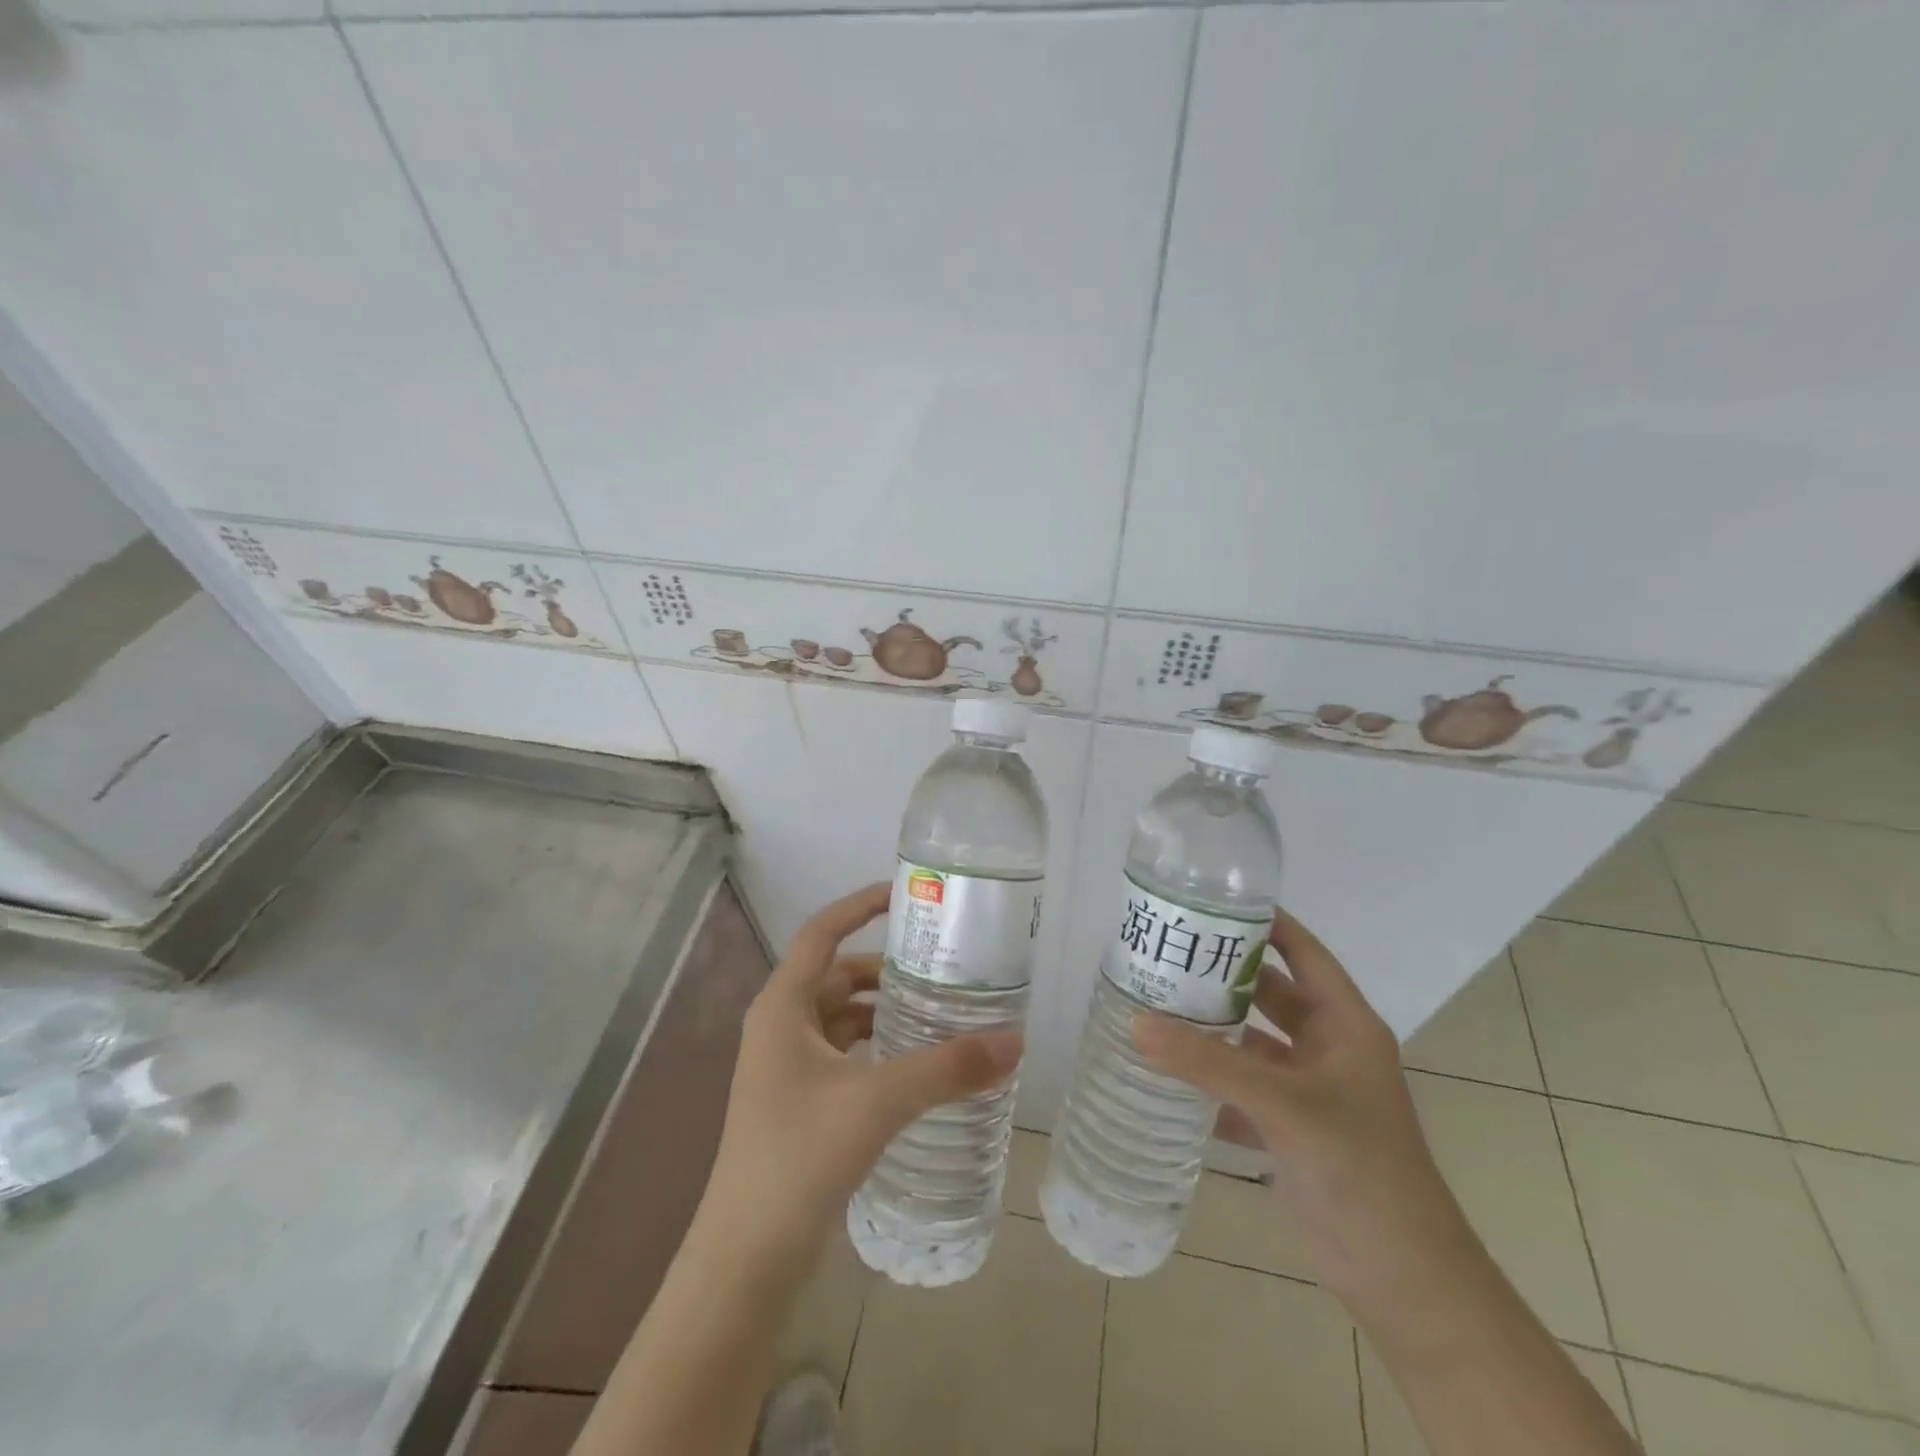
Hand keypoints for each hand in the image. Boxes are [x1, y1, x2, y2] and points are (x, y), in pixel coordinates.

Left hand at [694, 882, 1022, 1280]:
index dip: (859, 905)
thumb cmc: (799, 1158)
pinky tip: (915, 1063)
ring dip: (884, 1010)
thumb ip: (947, 1069)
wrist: (745, 1260)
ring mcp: (786, 1067)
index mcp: (782, 1007)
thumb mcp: (878, 1102)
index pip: (821, 932)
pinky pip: (843, 1053)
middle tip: (941, 965)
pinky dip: (877, 1047)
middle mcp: (780, 1027)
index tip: (906, 894)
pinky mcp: (799, 1102)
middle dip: (886, 968)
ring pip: (842, 1017)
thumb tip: (1015, 1041)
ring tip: (939, 1010)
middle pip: (837, 975)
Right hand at [1134, 910, 1479, 1322]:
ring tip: (1153, 1004)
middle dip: (1221, 975)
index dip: (1265, 923)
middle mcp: (1326, 1049)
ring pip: (1250, 1044)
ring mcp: (1306, 1091)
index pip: (1303, 953)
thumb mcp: (1285, 1107)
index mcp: (1344, 1026)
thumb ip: (1210, 1065)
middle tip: (1164, 954)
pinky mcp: (1288, 1129)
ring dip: (1210, 1030)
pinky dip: (1206, 1081)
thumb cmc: (1360, 1170)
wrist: (1401, 1279)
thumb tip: (1137, 1023)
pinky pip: (1239, 1089)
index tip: (1210, 902)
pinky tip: (1162, 1072)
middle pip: (1268, 994)